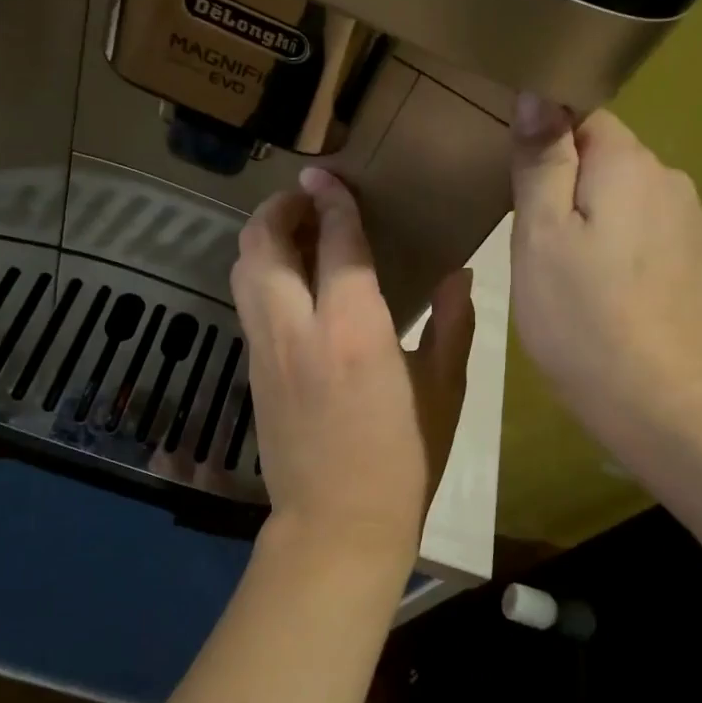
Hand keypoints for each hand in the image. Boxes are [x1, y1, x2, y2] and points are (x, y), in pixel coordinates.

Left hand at [232, 167, 475, 575]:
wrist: (336, 527)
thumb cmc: (403, 463)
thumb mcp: (443, 393)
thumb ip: (452, 326)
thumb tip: (458, 275)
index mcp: (354, 330)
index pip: (337, 243)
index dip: (333, 201)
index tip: (329, 175)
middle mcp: (299, 329)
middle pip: (264, 245)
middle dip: (278, 208)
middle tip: (305, 198)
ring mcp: (266, 350)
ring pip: (243, 270)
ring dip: (261, 237)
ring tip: (293, 231)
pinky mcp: (252, 370)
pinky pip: (247, 303)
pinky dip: (259, 273)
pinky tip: (288, 282)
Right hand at [509, 95, 701, 460]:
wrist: (664, 399)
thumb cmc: (584, 314)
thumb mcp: (541, 234)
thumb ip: (541, 161)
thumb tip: (538, 94)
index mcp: (628, 163)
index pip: (583, 117)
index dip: (544, 143)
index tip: (516, 186)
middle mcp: (668, 180)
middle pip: (603, 161)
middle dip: (565, 187)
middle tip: (532, 243)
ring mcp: (689, 224)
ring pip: (622, 202)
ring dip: (590, 222)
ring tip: (563, 274)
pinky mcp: (696, 263)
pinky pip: (643, 236)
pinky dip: (617, 252)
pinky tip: (602, 295)